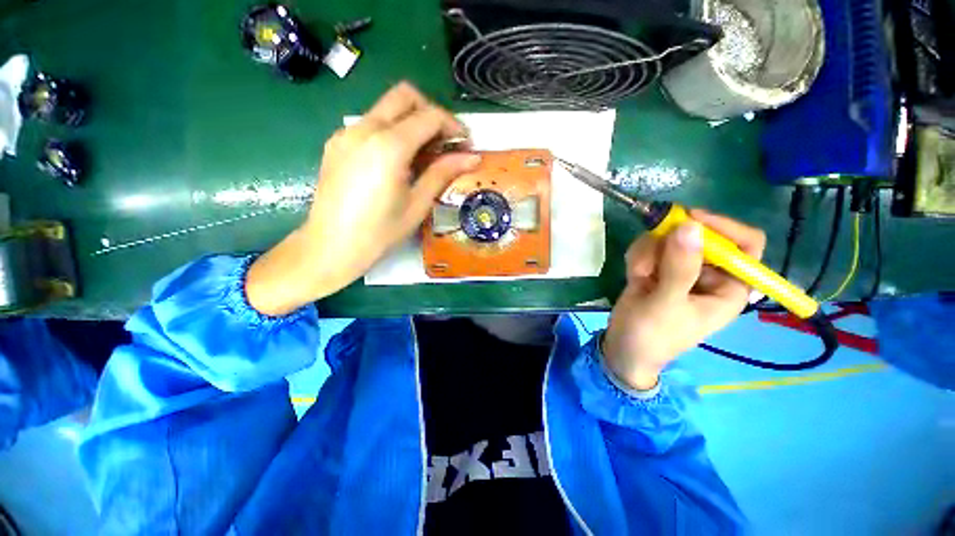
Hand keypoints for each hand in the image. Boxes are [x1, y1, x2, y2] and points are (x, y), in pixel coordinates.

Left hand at [246, 82, 479, 315]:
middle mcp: (364, 128)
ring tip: (423, 156)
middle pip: (404, 95)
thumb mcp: (418, 204)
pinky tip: (396, 162)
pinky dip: (391, 132)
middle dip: (431, 112)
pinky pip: (370, 123)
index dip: (453, 126)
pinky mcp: (336, 143)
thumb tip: (472, 157)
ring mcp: (346, 133)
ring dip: (410, 122)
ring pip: (386, 108)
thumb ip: (443, 173)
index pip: (429, 116)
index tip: (465, 144)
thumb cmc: (380, 232)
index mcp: (389, 145)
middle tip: (444, 142)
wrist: (331, 246)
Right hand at [602, 210, 766, 389]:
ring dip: (648, 255)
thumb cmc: (652, 334)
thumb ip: (680, 267)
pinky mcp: (658, 267)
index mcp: (728, 286)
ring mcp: (680, 268)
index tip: (689, 220)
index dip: (723, 227)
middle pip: (698, 235)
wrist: (622, 346)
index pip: (745, 243)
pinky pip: (649, 246)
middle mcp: (708, 272)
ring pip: (668, 238)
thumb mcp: (667, 304)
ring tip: (639, 278)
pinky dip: (637, 258)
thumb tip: (690, 225)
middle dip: (667, 246)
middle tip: (649, 264)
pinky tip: (634, 277)